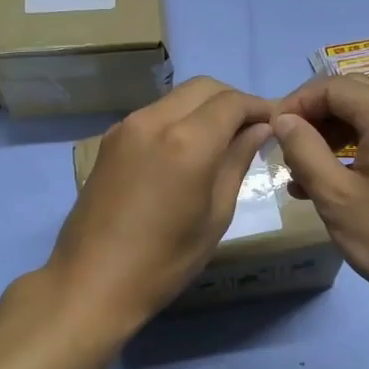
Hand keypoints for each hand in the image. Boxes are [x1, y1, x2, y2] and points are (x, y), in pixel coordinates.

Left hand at [45, 77, 274, 335]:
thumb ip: (237, 163)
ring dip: (204, 108)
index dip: (260, 107)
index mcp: (187, 141)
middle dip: (232, 100)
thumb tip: (259, 130)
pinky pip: (154, 114)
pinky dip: (178, 119)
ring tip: (222, 140)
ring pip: (176, 97)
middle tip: (251, 129)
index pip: (232, 102)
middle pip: (203, 87)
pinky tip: (187, 150)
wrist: (91, 281)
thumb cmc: (164, 261)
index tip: (276, 123)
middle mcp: (154, 120)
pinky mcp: (110, 140)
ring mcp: (126, 127)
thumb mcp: (215, 216)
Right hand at [271, 75, 368, 319]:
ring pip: (365, 118)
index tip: (270, 134)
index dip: (295, 104)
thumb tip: (283, 119)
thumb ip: (303, 149)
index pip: (332, 86)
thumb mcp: (336, 196)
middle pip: (351, 96)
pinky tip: (326, 185)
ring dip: (329, 137)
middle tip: (283, 151)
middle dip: (312, 119)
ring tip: (298, 175)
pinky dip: (351, 152)